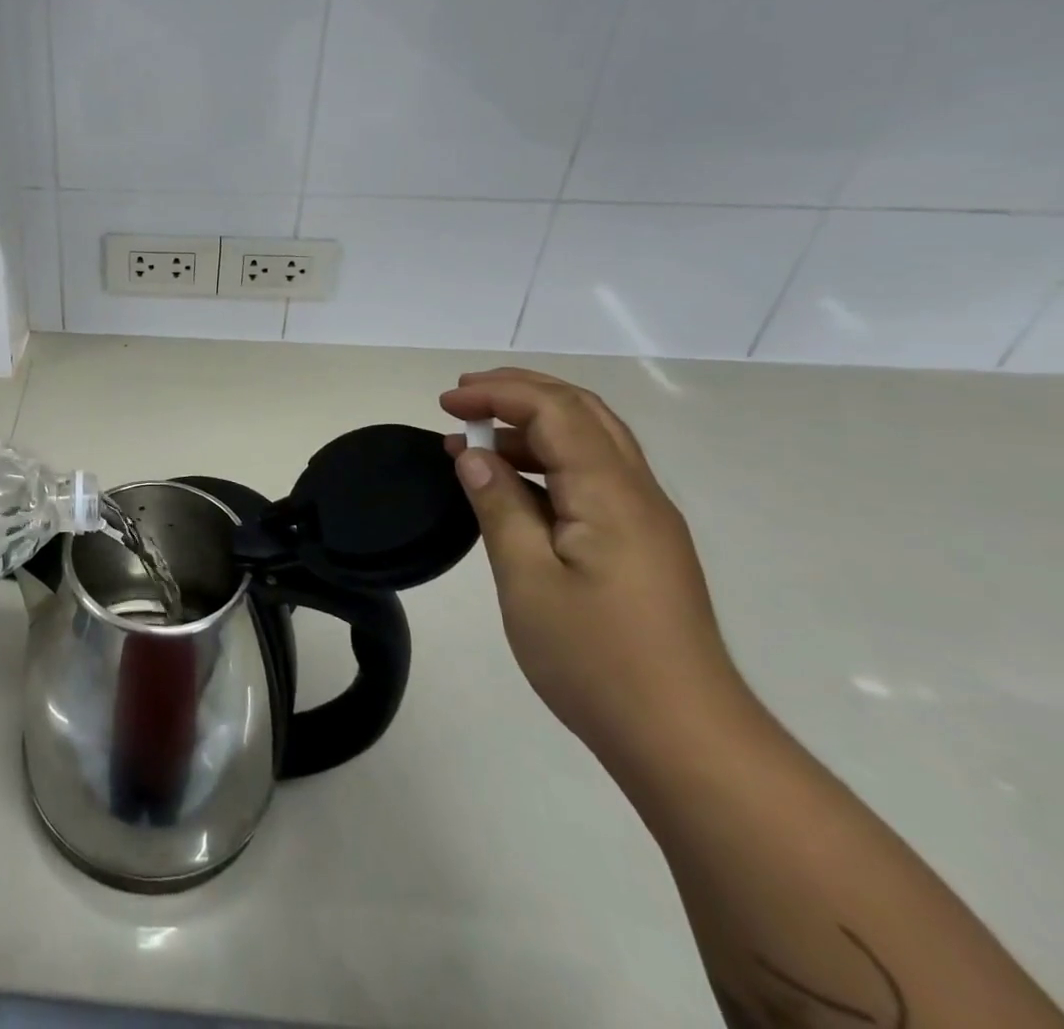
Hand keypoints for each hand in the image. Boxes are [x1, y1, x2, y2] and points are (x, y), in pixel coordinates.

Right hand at [439, 367, 750, 764]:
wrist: (685, 740)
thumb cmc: (597, 659)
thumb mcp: (527, 579)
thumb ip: (499, 506)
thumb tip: (473, 455)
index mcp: (611, 493)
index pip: (555, 410)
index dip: (498, 394)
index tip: (446, 404)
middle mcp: (637, 493)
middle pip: (581, 411)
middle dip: (519, 392)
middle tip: (462, 399)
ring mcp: (645, 519)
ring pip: (591, 441)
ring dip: (532, 425)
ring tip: (476, 440)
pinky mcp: (641, 545)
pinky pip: (592, 476)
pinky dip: (546, 461)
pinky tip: (512, 485)